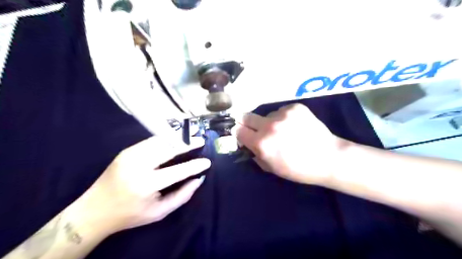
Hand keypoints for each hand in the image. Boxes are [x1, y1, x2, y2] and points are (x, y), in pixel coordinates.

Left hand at [78, 137, 210, 234]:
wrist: (94, 210)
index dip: (195, 165)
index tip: (207, 162)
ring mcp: (131, 155)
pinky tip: (176, 137)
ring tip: (191, 134)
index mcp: (147, 184)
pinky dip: (166, 138)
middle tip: (201, 139)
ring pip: (160, 140)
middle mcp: (138, 165)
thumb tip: (198, 179)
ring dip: (178, 137)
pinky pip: (151, 141)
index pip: (178, 171)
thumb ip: (182, 196)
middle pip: (169, 148)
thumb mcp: (160, 212)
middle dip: (187, 143)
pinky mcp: (127, 151)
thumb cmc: (131, 214)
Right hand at [233, 103, 348, 185]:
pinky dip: (284, 118)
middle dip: (248, 123)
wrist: (329, 158)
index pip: (238, 130)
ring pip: (266, 115)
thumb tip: (248, 143)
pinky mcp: (295, 107)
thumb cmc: (298, 169)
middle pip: (246, 116)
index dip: (238, 132)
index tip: (242, 134)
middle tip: (256, 129)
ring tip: (284, 131)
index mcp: (261, 143)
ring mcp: (283, 114)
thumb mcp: (271, 168)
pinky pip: (281, 111)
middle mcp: (269, 125)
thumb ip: (255, 154)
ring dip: (269, 122)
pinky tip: (295, 126)